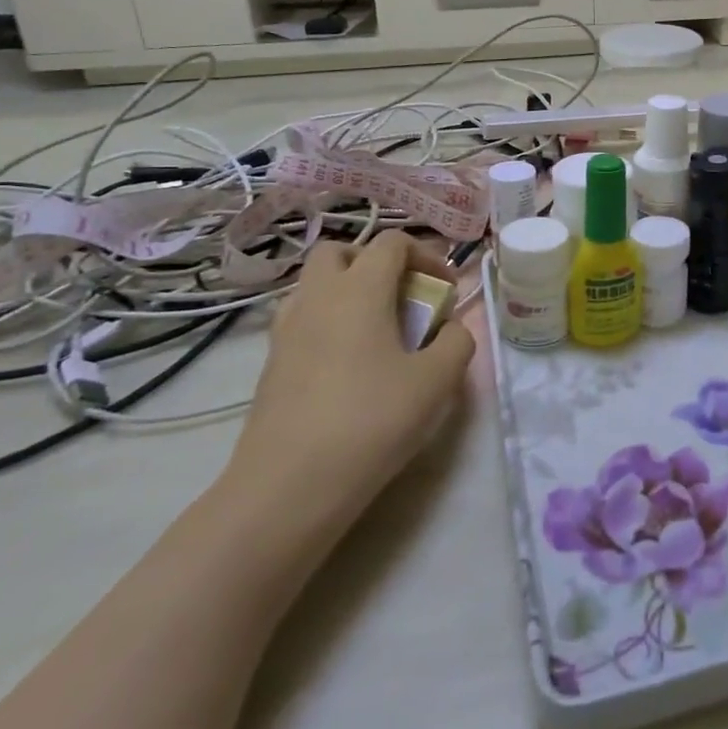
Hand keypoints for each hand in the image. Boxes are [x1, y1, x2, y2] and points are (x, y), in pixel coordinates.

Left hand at [225, 232, 475, 531]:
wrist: (289, 485)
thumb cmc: (372, 420)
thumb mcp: (437, 381)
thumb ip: (456, 341)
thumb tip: (448, 328)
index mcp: (359, 289)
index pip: (391, 242)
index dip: (426, 255)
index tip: (446, 289)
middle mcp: (317, 297)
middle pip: (340, 251)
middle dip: (376, 262)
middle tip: (403, 296)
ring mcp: (286, 329)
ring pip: (315, 284)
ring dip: (348, 290)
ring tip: (378, 329)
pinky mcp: (271, 363)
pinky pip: (303, 319)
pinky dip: (329, 321)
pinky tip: (350, 362)